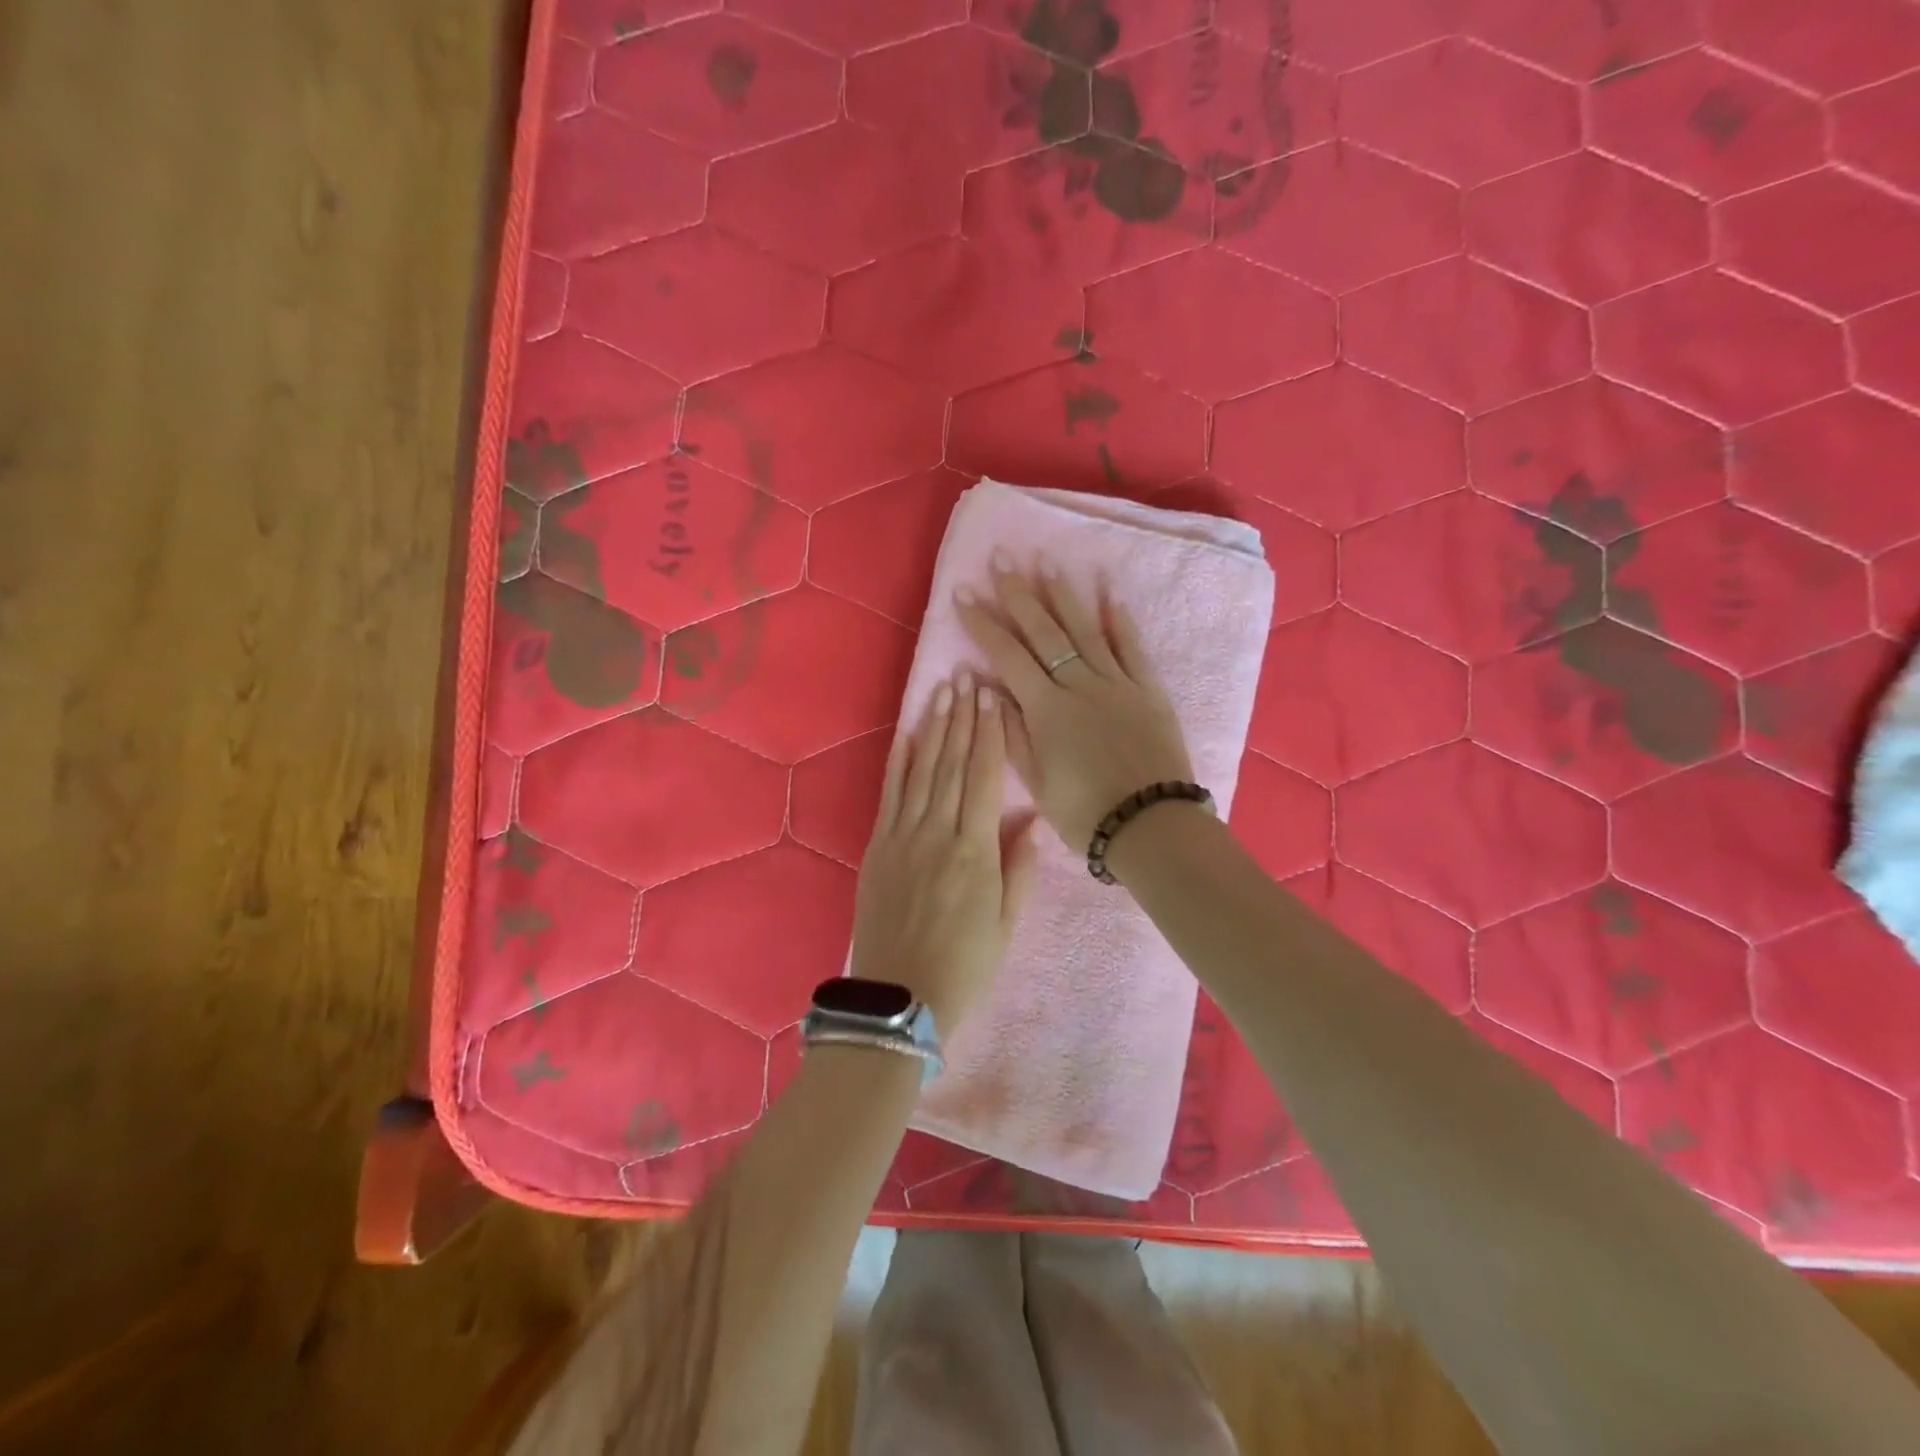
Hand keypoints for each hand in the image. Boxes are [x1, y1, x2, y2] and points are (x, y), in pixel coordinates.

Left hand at [851, 671, 1038, 1031]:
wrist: (900, 998)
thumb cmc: (966, 965)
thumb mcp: (1007, 924)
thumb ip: (1020, 868)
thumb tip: (1030, 819)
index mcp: (974, 850)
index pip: (983, 777)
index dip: (990, 735)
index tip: (993, 698)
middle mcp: (937, 832)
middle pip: (951, 763)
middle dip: (962, 718)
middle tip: (968, 677)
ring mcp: (902, 837)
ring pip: (922, 771)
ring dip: (933, 728)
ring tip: (943, 692)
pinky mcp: (877, 847)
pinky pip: (889, 794)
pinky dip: (898, 761)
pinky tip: (907, 733)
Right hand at [956, 557, 1193, 851]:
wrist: (1150, 824)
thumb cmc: (1084, 812)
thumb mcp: (1036, 782)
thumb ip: (1011, 732)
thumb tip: (987, 688)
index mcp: (1046, 709)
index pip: (1007, 656)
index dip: (983, 624)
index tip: (964, 594)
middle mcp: (1079, 685)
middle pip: (1045, 632)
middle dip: (1019, 594)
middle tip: (1002, 558)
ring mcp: (1117, 683)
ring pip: (1086, 631)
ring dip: (1064, 596)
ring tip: (1047, 564)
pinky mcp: (1148, 690)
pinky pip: (1133, 648)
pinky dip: (1121, 621)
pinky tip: (1110, 595)